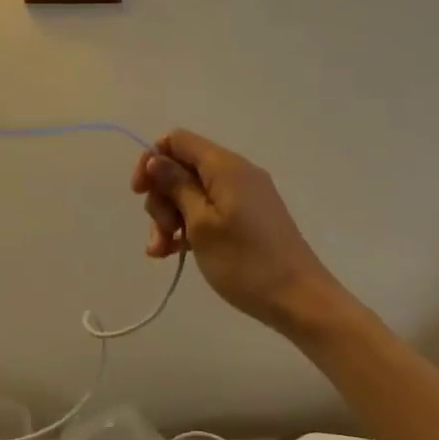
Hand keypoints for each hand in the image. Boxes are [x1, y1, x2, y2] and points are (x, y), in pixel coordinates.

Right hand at [132, 130, 346, 333]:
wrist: (299, 299)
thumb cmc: (244, 261)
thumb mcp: (201, 223)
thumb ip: (176, 186)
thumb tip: (156, 158)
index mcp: (225, 166)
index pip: (177, 140)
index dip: (152, 160)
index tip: (139, 192)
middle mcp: (236, 172)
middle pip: (183, 168)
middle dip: (162, 197)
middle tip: (161, 232)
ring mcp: (244, 195)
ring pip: (193, 192)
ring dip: (172, 217)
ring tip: (163, 251)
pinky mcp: (249, 217)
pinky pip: (210, 210)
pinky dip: (190, 226)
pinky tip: (173, 253)